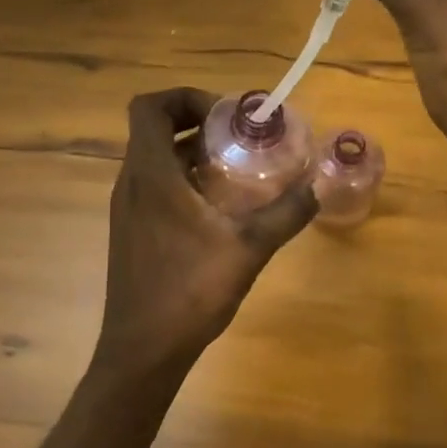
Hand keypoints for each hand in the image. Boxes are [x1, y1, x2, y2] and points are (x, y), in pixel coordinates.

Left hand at [94, 89, 317, 374]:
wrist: (143, 350)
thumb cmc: (189, 292)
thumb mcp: (248, 249)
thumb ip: (286, 213)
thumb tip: (319, 184)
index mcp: (151, 175)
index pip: (149, 107)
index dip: (185, 97)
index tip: (226, 116)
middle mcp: (131, 183)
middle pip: (153, 129)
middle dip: (197, 123)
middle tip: (239, 137)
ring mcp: (127, 209)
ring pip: (154, 159)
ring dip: (191, 152)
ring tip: (236, 168)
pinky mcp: (131, 231)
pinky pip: (154, 186)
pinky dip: (182, 179)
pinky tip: (217, 208)